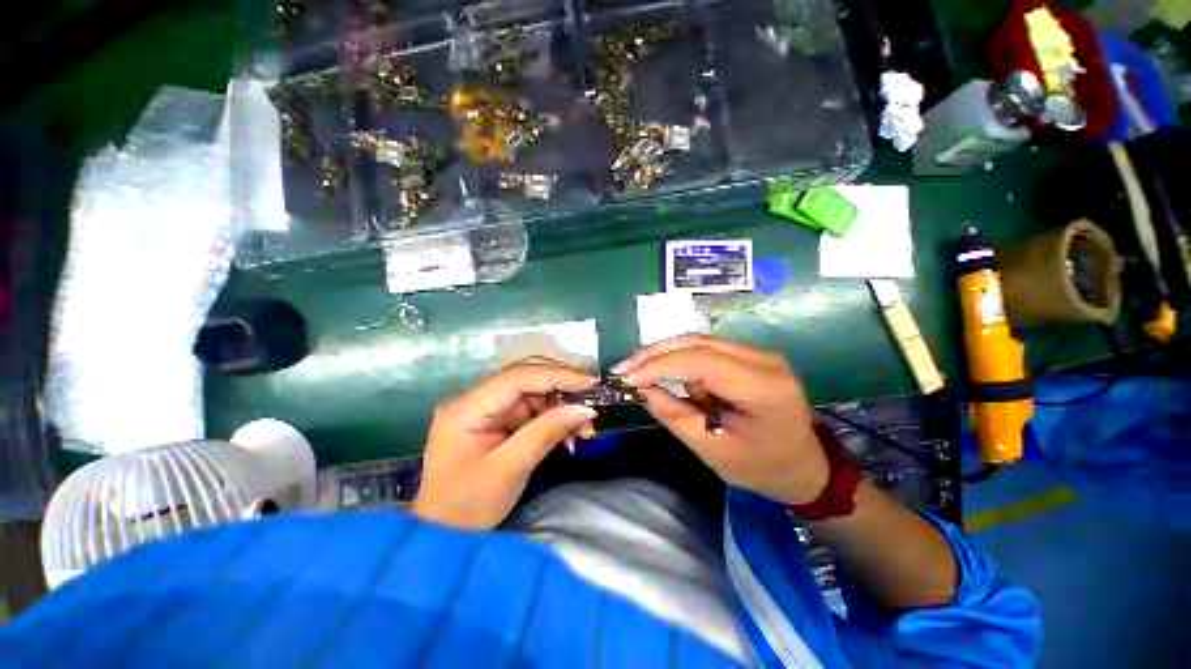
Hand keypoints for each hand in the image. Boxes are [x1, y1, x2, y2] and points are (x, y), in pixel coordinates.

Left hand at [412, 362, 597, 529]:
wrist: (442, 537)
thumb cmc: (467, 507)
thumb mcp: (509, 470)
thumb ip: (546, 433)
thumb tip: (584, 409)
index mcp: (468, 406)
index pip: (518, 377)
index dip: (557, 375)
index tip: (591, 383)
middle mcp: (476, 400)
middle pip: (527, 382)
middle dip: (562, 392)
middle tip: (592, 406)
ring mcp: (487, 411)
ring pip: (534, 397)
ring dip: (562, 410)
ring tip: (585, 432)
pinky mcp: (497, 423)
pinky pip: (532, 413)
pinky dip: (553, 422)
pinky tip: (569, 439)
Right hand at [615, 335, 827, 504]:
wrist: (804, 466)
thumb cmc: (761, 467)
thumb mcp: (712, 450)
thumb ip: (675, 415)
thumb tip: (642, 389)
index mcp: (761, 387)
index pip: (700, 361)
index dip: (658, 366)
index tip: (626, 378)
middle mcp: (763, 360)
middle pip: (697, 343)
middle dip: (656, 354)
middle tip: (624, 370)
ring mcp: (758, 354)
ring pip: (698, 343)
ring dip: (667, 358)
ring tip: (643, 378)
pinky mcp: (749, 357)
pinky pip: (706, 351)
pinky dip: (681, 362)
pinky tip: (668, 377)